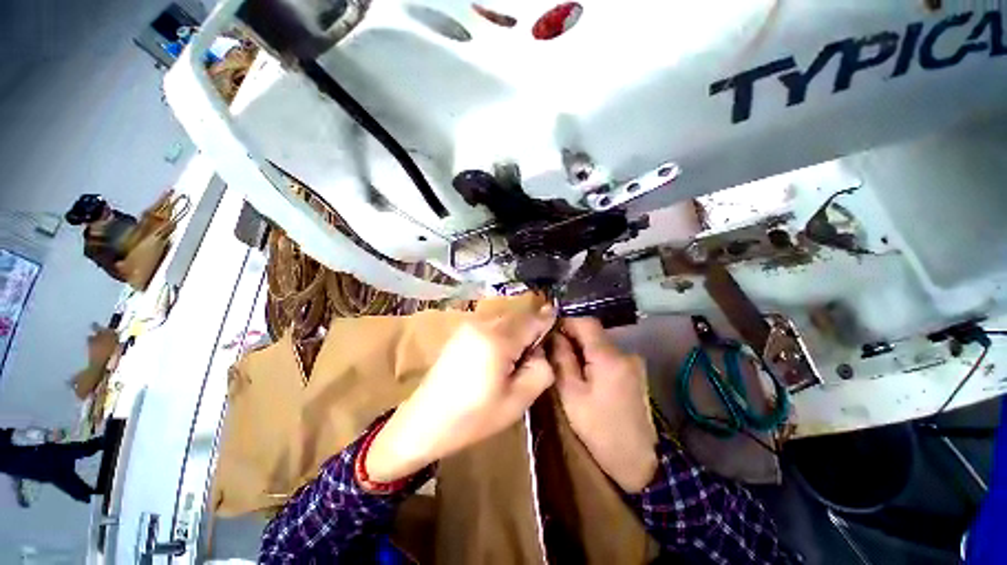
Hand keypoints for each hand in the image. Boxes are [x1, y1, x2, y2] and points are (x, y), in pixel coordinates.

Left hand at [366, 305, 555, 481]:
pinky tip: (494, 360)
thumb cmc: (473, 417)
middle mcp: (483, 323)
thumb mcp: (517, 401)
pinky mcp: (461, 331)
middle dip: (530, 333)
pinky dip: (501, 336)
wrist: (424, 422)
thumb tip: (541, 350)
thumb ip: (541, 370)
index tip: (557, 326)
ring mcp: (469, 325)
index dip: (548, 322)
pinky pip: (492, 325)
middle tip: (530, 360)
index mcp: (498, 339)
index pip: (534, 319)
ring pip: (506, 321)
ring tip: (511, 364)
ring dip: (516, 335)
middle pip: (519, 318)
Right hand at [551, 318, 657, 492]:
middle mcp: (625, 352)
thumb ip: (562, 360)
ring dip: (584, 349)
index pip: (586, 322)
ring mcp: (634, 362)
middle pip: (594, 333)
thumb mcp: (571, 395)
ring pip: (601, 344)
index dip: (566, 323)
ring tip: (570, 368)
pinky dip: (596, 359)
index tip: (551, 334)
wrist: (637, 461)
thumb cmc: (599, 429)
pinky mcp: (637, 372)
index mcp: (609, 357)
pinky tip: (589, 377)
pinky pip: (610, 355)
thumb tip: (554, 336)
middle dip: (573, 338)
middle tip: (555, 355)